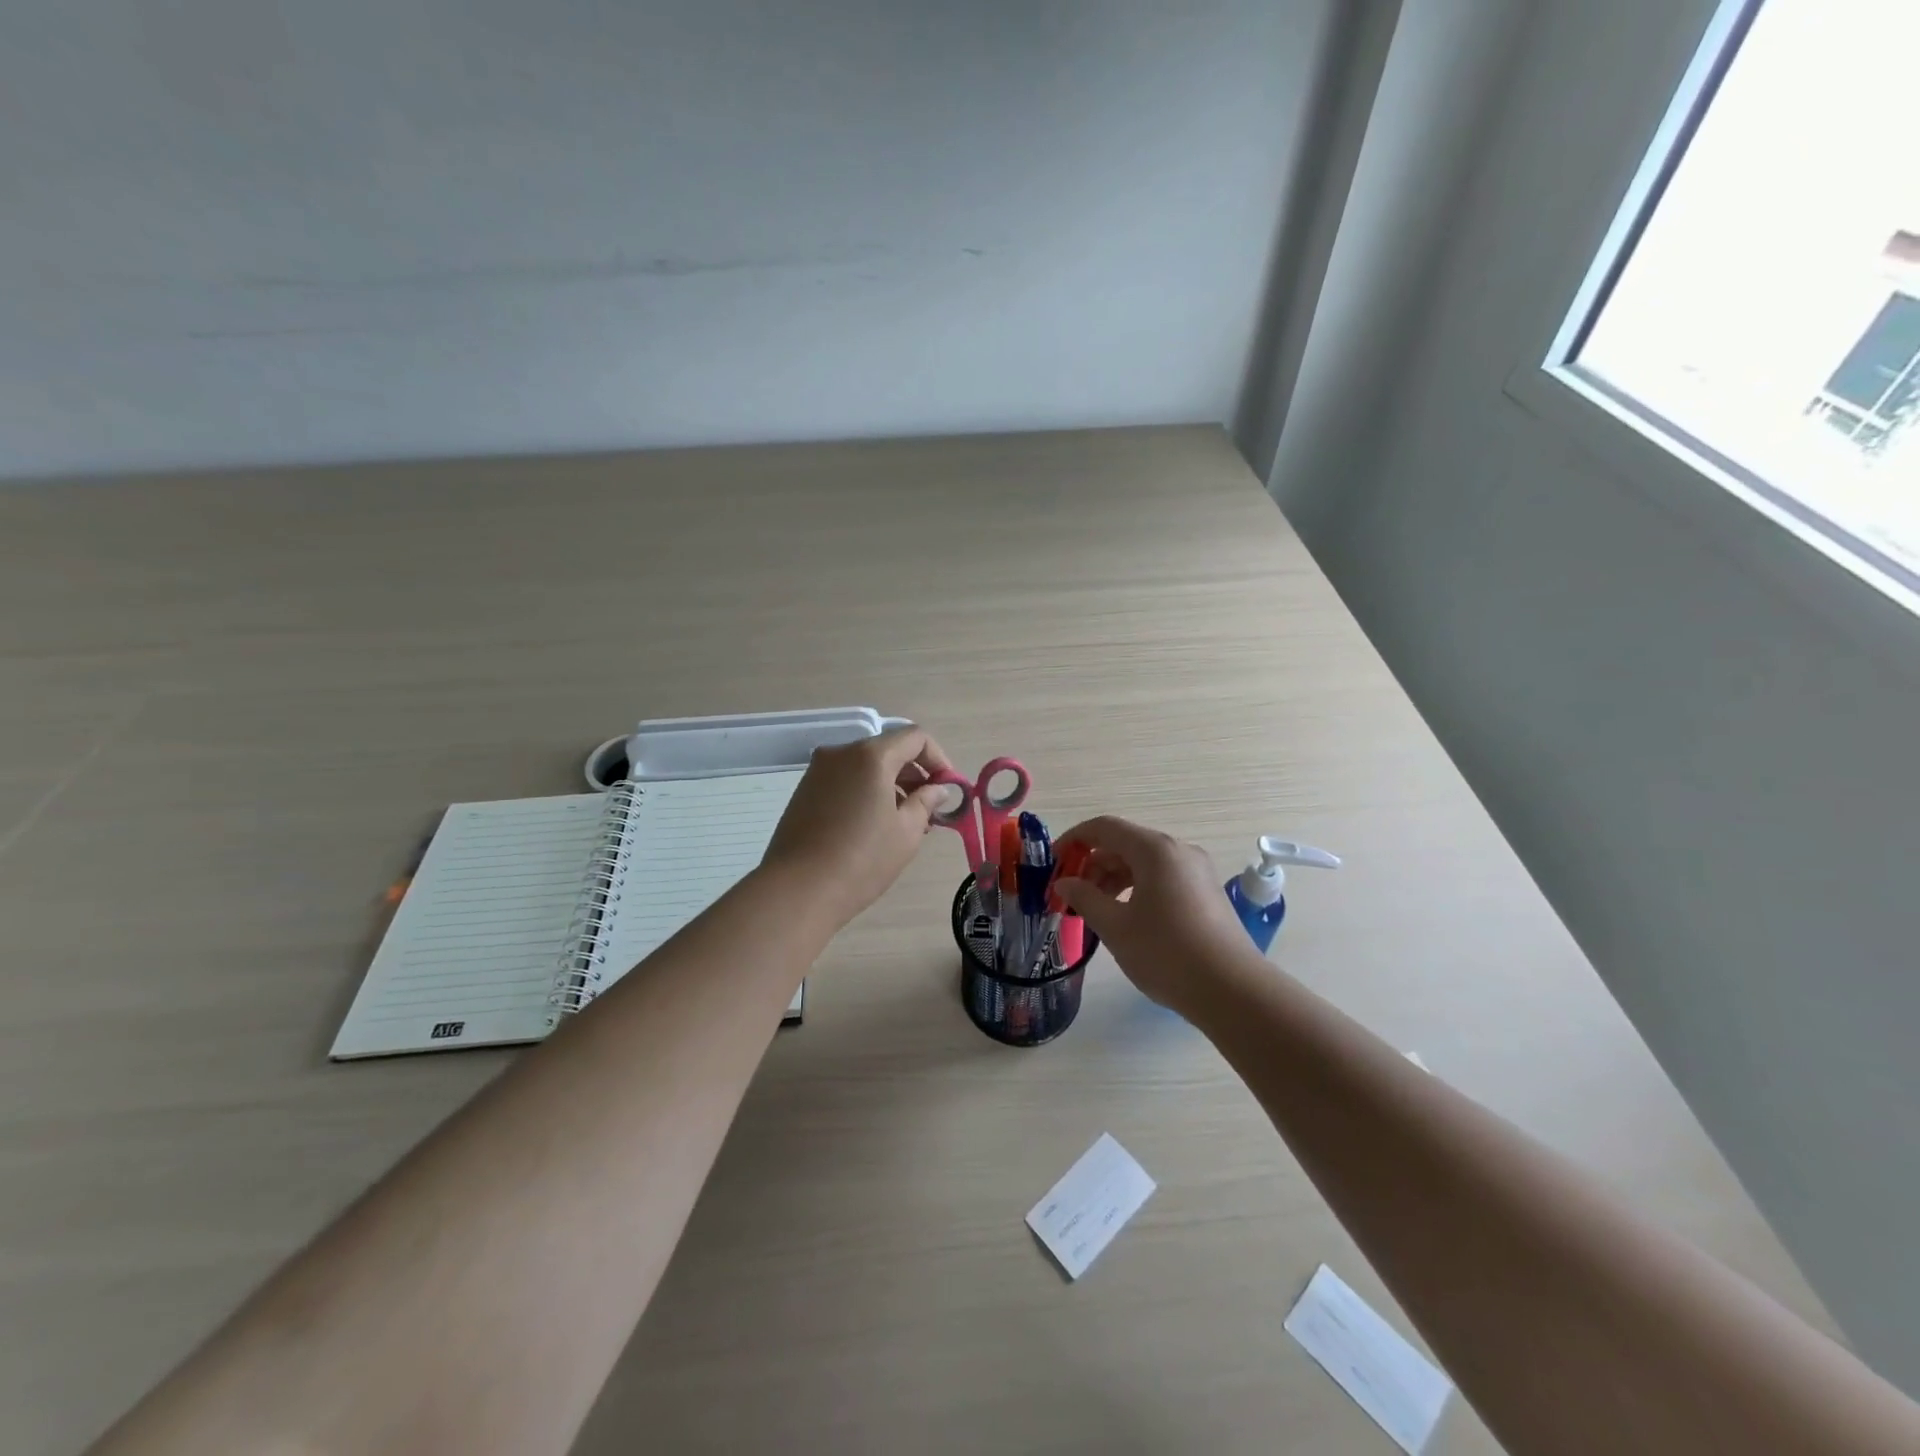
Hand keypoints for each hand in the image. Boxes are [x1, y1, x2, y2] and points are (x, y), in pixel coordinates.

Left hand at [761, 725, 954, 929]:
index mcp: (871, 756)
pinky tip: (872, 826)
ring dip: (890, 785)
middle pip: (888, 749)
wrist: (797, 890)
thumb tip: (937, 789)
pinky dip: (866, 792)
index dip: (938, 759)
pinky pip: (845, 780)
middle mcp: (841, 753)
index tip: (947, 789)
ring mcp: (818, 771)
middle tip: (929, 810)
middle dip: (914, 774)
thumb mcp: (906, 832)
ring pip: (865, 766)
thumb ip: (926, 802)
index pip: (915, 737)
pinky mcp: (804, 791)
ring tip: (903, 823)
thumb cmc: (862, 859)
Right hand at [1053, 816, 1265, 1016]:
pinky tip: (1127, 917)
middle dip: (1093, 864)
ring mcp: (1197, 871)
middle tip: (1072, 894)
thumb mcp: (1116, 927)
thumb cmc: (1166, 953)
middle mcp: (1178, 851)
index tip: (1054, 863)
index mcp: (1155, 850)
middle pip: (1125, 844)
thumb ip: (1085, 898)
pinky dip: (1137, 888)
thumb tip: (1064, 882)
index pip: (1104, 828)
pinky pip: (1163, 877)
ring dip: (1114, 878)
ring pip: (1144, 862)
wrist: (1233, 991)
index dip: (1074, 840)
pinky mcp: (1206, 893)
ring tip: (1096, 909)